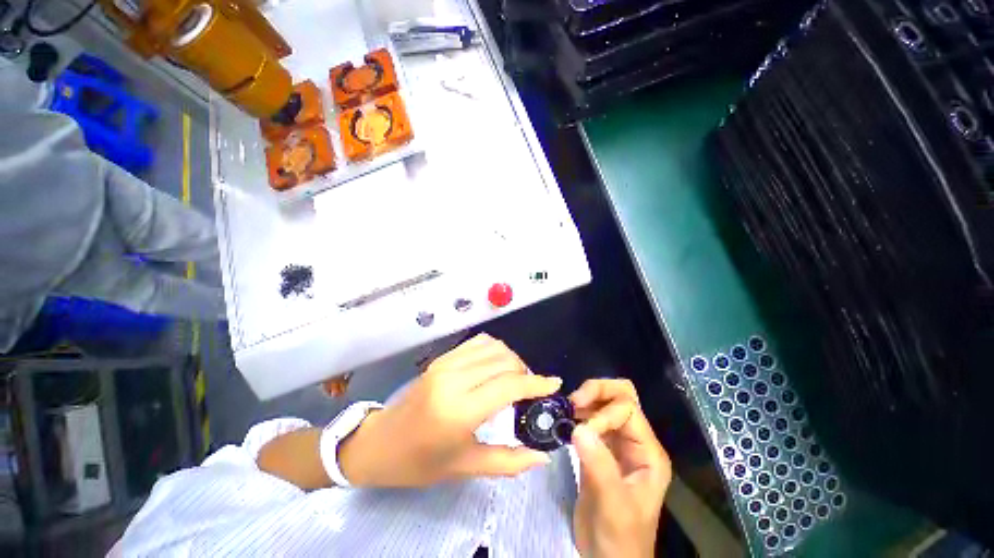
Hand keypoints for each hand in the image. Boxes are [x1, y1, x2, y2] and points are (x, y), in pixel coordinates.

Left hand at [339, 334, 561, 487]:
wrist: (380, 443)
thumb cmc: (420, 463)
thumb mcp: (465, 467)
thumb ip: (508, 461)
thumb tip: (543, 456)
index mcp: (459, 410)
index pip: (509, 385)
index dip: (536, 383)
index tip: (554, 385)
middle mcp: (454, 379)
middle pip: (504, 361)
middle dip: (525, 372)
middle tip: (530, 390)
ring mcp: (446, 363)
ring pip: (493, 347)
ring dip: (511, 359)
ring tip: (514, 378)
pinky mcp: (442, 358)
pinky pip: (477, 342)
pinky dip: (494, 350)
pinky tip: (496, 365)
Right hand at [570, 379, 671, 557]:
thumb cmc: (620, 538)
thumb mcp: (613, 506)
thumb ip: (599, 466)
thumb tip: (578, 428)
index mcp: (648, 452)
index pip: (628, 409)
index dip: (603, 413)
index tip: (581, 431)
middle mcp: (635, 441)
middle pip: (622, 396)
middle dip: (597, 391)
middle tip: (573, 401)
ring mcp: (618, 443)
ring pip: (605, 403)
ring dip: (586, 400)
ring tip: (567, 411)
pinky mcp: (601, 448)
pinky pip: (592, 419)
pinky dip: (579, 414)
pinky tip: (566, 422)